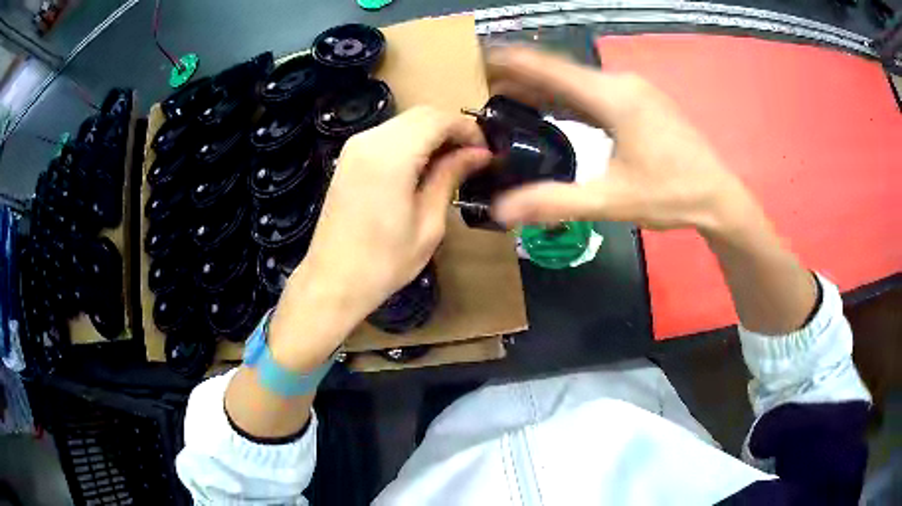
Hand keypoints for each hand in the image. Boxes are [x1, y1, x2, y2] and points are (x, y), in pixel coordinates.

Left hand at [268, 107, 490, 369]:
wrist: (333, 280)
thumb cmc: (384, 261)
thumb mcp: (428, 223)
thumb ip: (451, 177)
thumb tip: (478, 153)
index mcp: (391, 155)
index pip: (438, 119)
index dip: (467, 129)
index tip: (486, 151)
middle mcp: (370, 140)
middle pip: (421, 114)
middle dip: (451, 128)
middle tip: (472, 156)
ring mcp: (355, 147)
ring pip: (405, 122)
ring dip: (432, 133)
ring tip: (452, 163)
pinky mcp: (349, 157)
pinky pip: (388, 135)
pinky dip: (412, 141)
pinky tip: (424, 166)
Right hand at [486, 45, 750, 232]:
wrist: (718, 196)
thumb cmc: (672, 195)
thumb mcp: (612, 200)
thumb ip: (555, 201)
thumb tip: (499, 210)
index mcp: (612, 97)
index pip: (547, 68)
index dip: (507, 60)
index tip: (472, 58)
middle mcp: (619, 83)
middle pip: (558, 70)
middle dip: (516, 76)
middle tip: (477, 88)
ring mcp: (631, 89)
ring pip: (574, 81)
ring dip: (539, 87)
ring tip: (501, 98)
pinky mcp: (638, 101)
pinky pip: (591, 91)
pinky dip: (563, 98)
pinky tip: (546, 110)